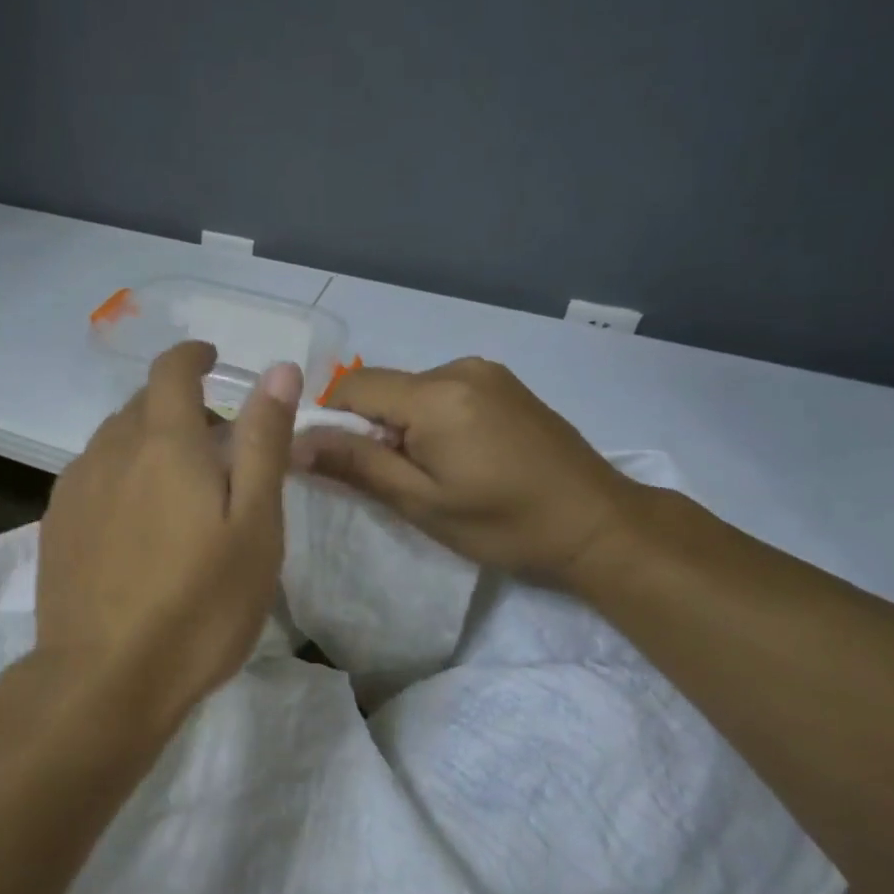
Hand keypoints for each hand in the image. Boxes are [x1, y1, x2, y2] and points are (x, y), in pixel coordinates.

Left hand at [37, 342, 301, 723]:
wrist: (103, 678)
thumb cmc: (198, 604)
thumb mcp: (255, 524)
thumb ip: (263, 441)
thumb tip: (277, 370)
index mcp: (163, 441)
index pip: (171, 370)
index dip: (193, 356)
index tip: (213, 361)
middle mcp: (110, 450)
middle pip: (143, 405)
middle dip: (180, 409)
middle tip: (217, 450)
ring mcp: (75, 487)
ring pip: (115, 441)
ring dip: (148, 444)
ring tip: (178, 490)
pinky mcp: (55, 524)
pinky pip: (93, 476)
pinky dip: (121, 476)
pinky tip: (135, 523)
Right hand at [292, 358, 639, 583]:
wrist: (599, 525)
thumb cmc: (505, 524)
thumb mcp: (421, 503)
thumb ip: (356, 464)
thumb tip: (293, 441)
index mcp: (436, 395)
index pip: (352, 387)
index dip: (332, 421)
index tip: (341, 463)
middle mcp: (458, 368)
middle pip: (382, 387)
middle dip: (370, 426)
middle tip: (391, 478)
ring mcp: (486, 372)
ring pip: (410, 389)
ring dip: (401, 423)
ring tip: (429, 471)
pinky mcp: (504, 383)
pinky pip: (442, 390)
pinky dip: (430, 417)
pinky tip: (457, 456)